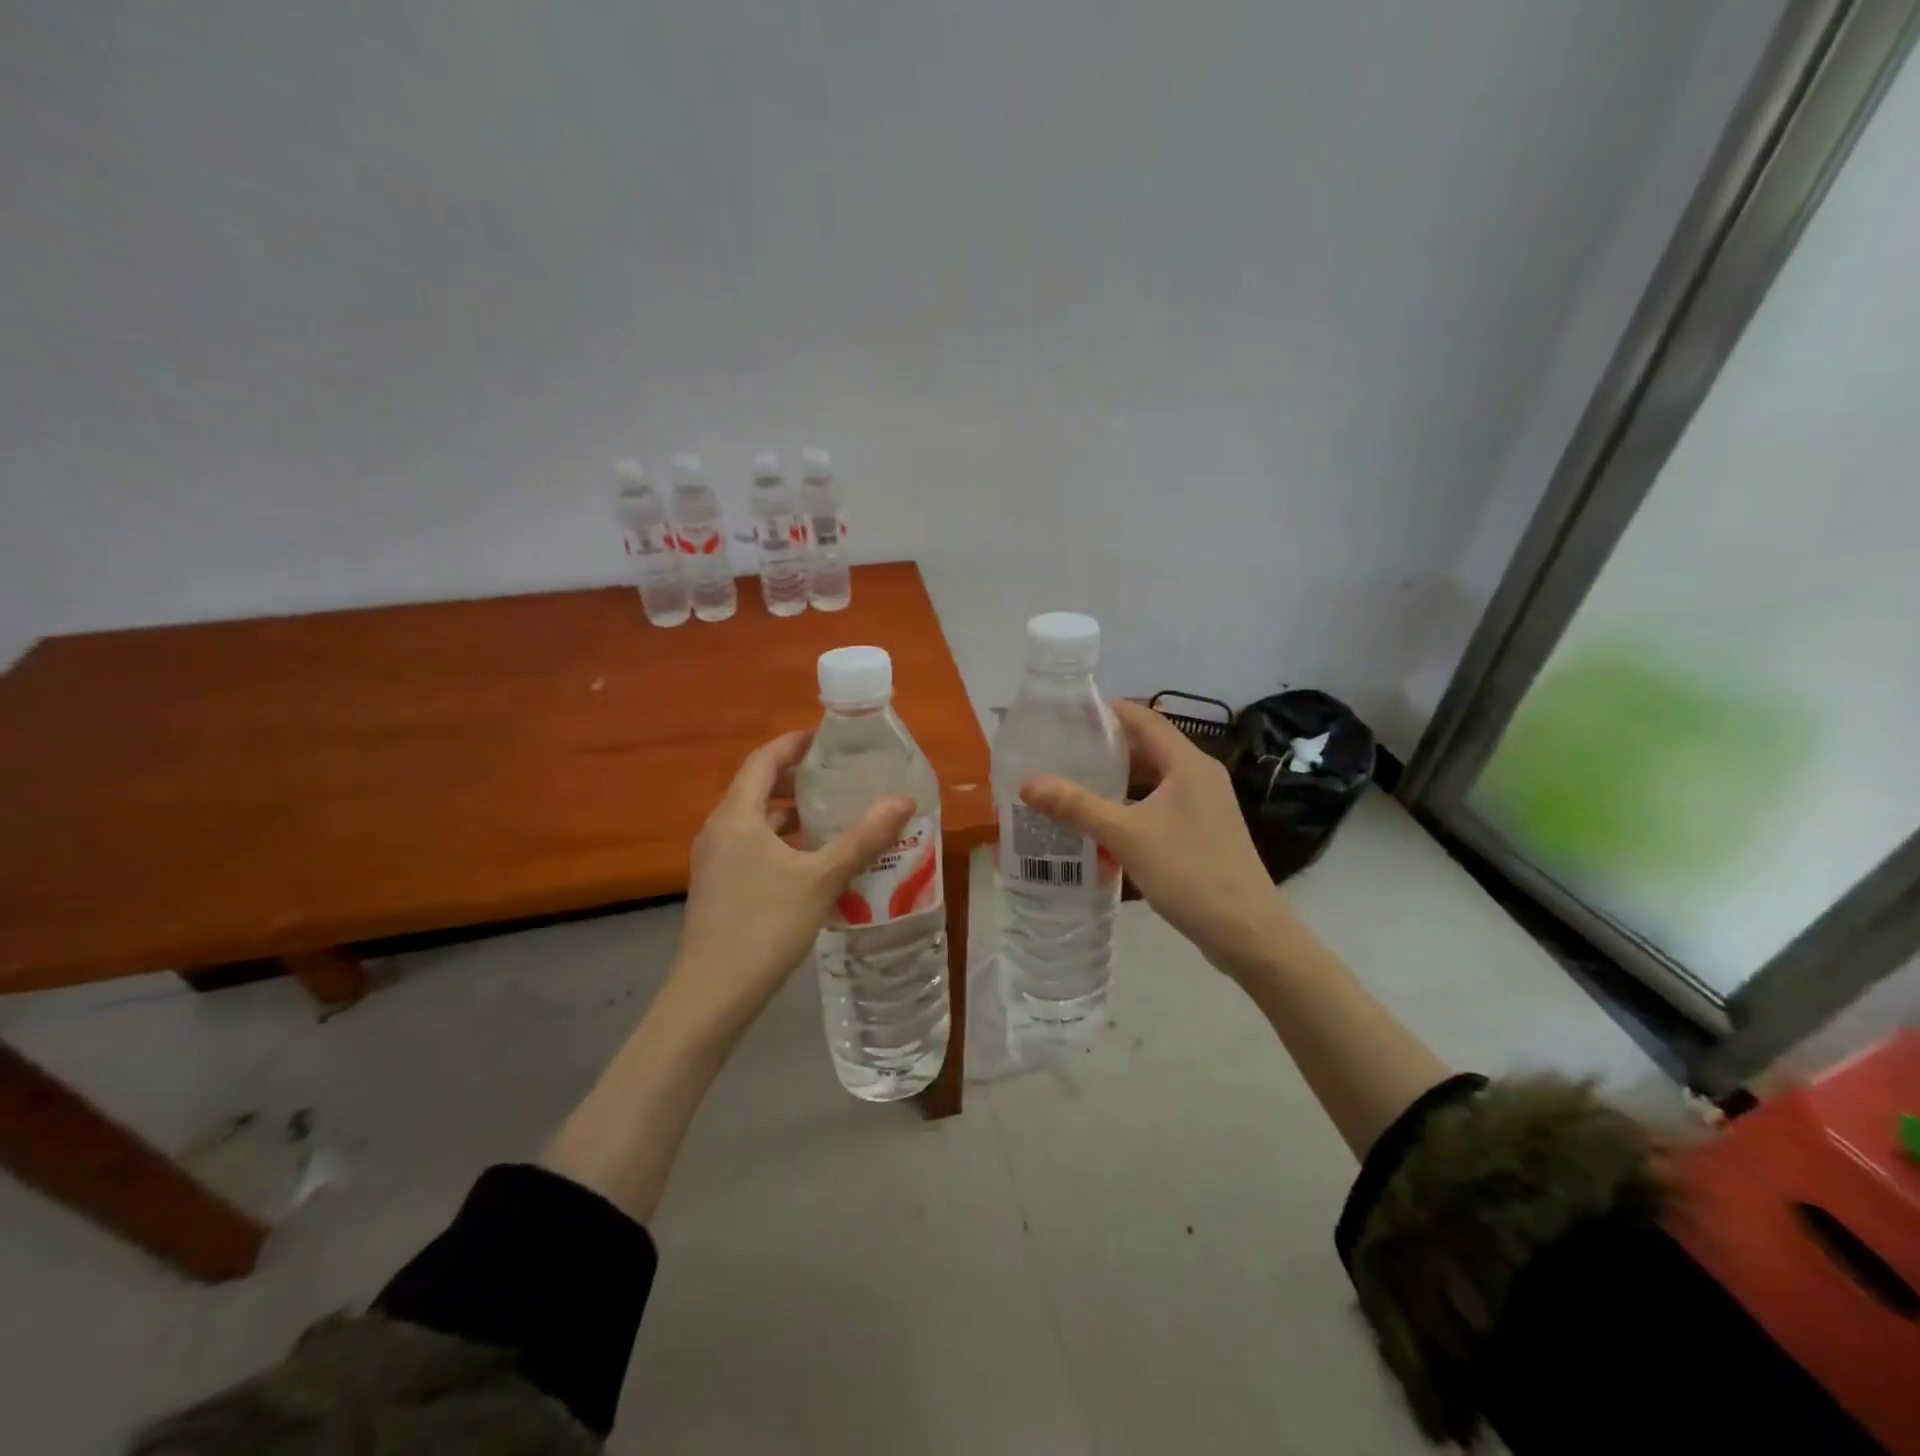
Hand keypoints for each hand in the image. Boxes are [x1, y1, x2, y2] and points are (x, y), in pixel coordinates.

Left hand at [668, 730, 913, 1035]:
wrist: (712, 994)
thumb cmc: (766, 926)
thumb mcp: (822, 879)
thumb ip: (863, 838)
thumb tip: (904, 801)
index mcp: (737, 816)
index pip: (764, 760)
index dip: (795, 744)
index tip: (828, 740)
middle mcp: (719, 830)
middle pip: (759, 788)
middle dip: (798, 780)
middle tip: (840, 779)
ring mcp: (715, 861)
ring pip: (756, 822)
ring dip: (792, 815)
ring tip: (835, 817)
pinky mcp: (718, 887)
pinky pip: (752, 847)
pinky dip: (782, 842)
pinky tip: (813, 862)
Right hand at [1020, 701, 1292, 979]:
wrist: (1246, 930)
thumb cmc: (1189, 871)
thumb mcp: (1126, 836)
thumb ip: (1077, 807)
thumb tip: (1028, 783)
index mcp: (1188, 763)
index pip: (1144, 719)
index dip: (1107, 711)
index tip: (1067, 715)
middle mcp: (1199, 776)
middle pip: (1147, 748)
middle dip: (1105, 749)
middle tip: (1061, 753)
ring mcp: (1204, 805)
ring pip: (1153, 780)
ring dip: (1117, 782)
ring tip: (1073, 785)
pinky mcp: (1203, 831)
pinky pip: (1160, 806)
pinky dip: (1131, 807)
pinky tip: (1102, 825)